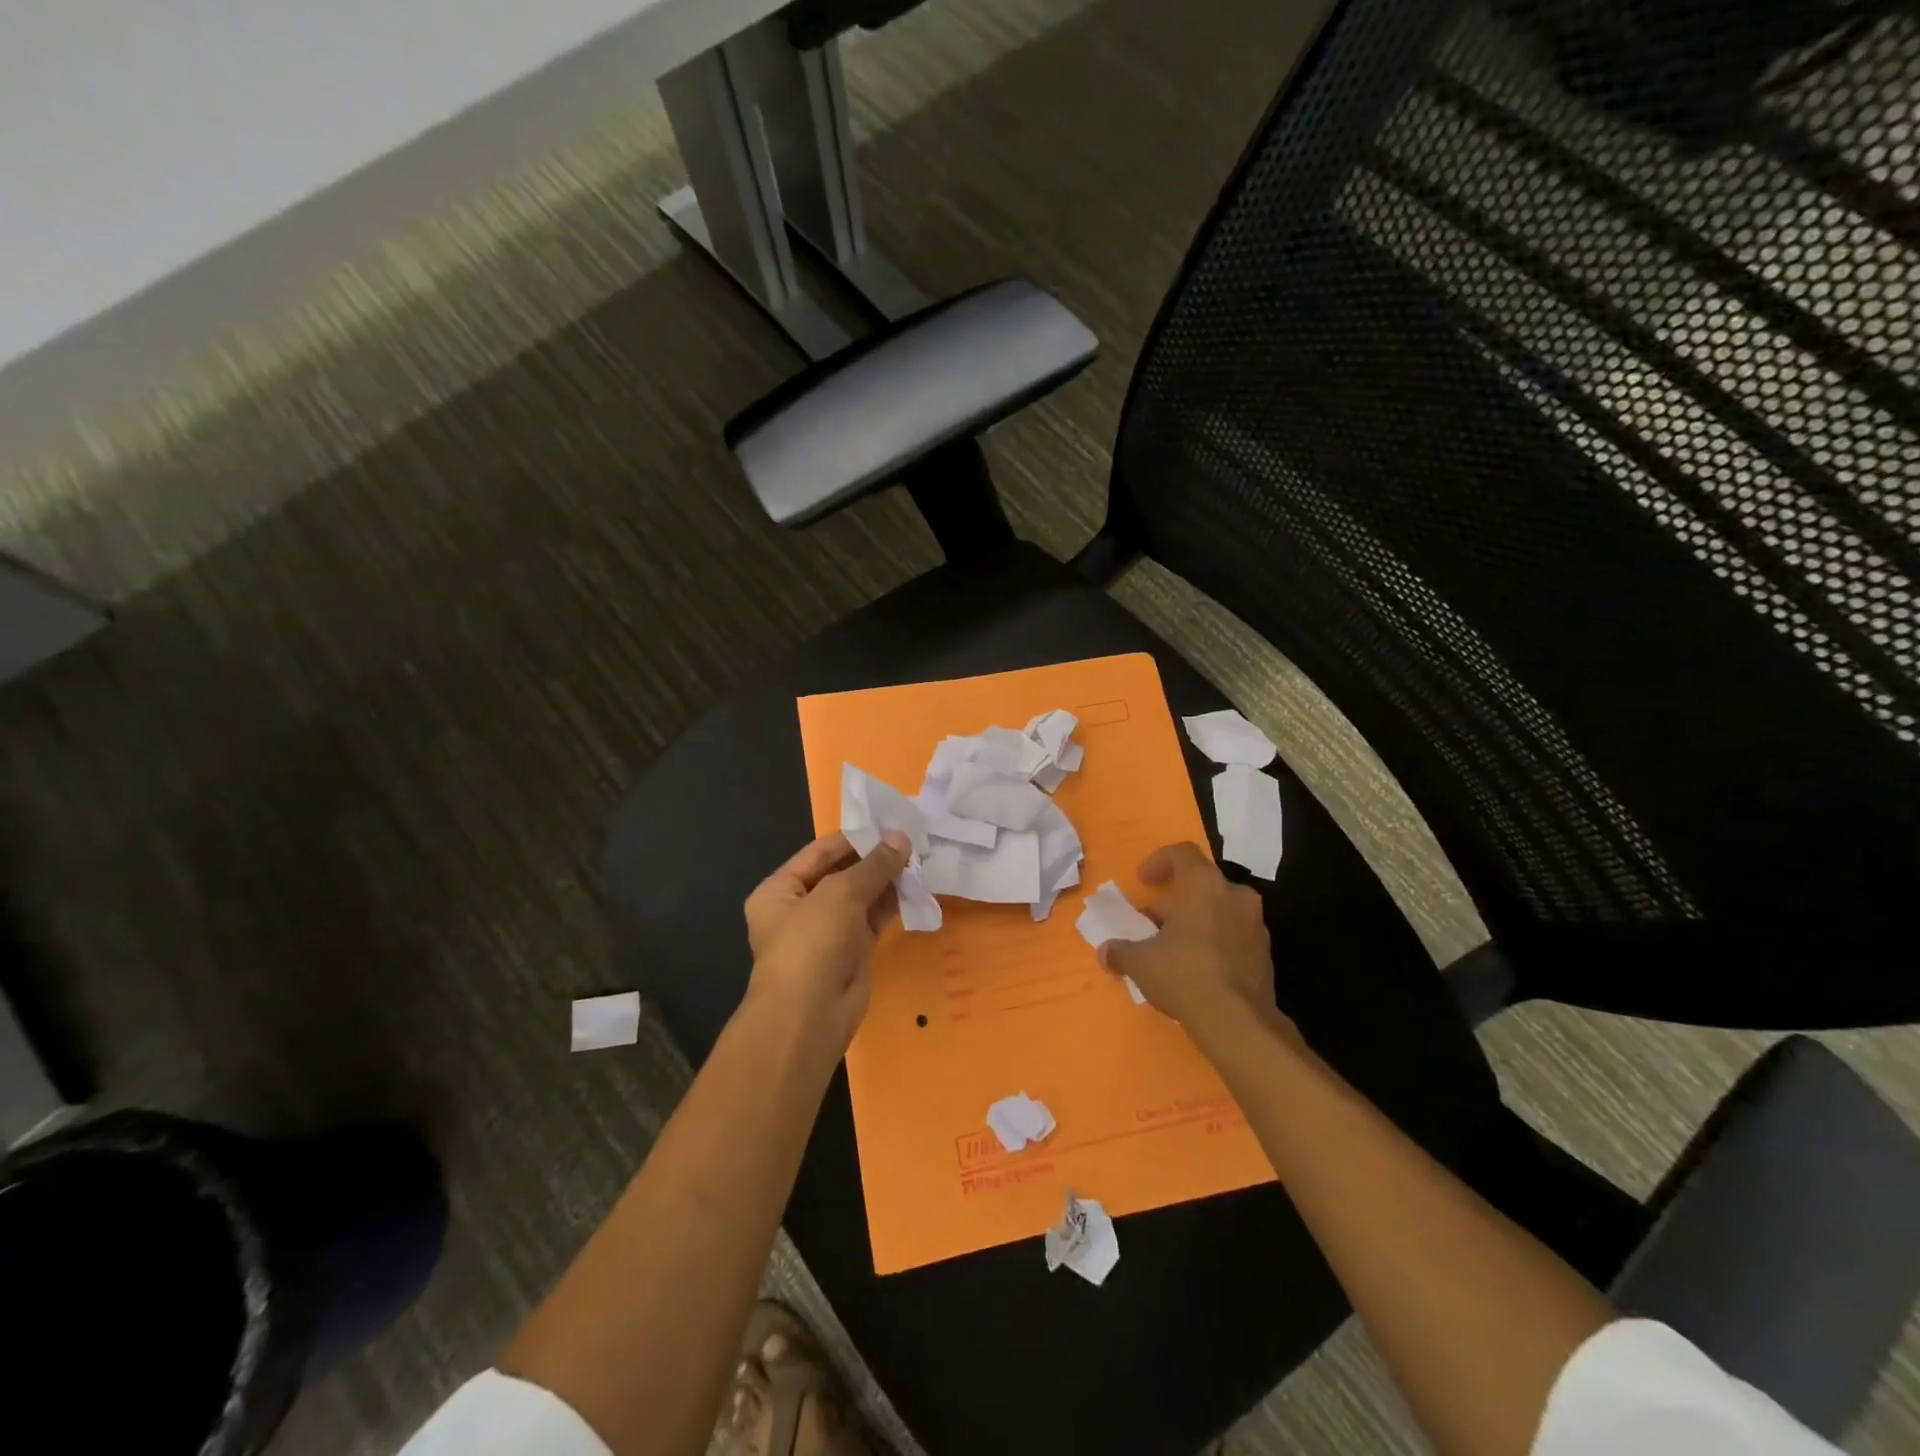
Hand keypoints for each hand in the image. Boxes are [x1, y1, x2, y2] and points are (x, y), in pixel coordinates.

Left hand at [742, 829, 909, 1051]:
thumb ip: (873, 865)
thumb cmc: (812, 943)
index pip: (820, 852)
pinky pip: (873, 919)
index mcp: (780, 890)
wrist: (810, 1016)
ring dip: (887, 879)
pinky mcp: (852, 952)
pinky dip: (892, 903)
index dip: (855, 837)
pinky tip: (916, 886)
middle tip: (912, 839)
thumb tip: (902, 838)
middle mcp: (801, 908)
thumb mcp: (841, 893)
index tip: (890, 823)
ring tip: (920, 858)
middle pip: (842, 873)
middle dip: (874, 858)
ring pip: (861, 896)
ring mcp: (827, 932)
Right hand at [1098, 843, 1296, 1052]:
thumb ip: (1121, 951)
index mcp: (1204, 884)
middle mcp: (1234, 895)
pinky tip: (1197, 967)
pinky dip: (1215, 941)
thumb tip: (1106, 951)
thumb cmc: (1184, 974)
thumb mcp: (1140, 963)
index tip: (1143, 880)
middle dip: (1176, 899)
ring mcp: (1256, 924)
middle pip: (1202, 884)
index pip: (1182, 853)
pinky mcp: (1265, 954)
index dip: (1159, 861)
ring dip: (1197, 920)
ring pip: (1220, 909)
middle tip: (1154, 921)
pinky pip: (1234, 935)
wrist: (1239, 1022)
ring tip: (1174, 946)